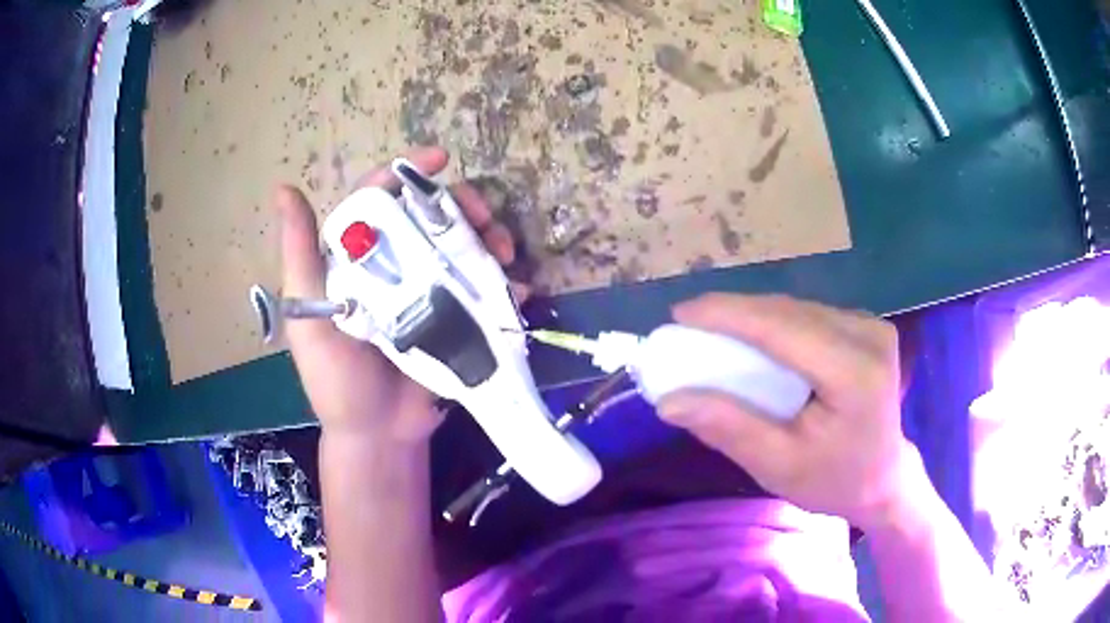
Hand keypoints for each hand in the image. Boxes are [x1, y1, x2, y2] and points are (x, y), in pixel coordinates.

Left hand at [275, 146, 518, 442]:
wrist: (379, 435)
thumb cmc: (336, 380)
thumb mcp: (307, 317)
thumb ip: (300, 256)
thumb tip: (284, 189)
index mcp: (358, 259)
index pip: (379, 200)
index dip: (407, 173)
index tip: (441, 160)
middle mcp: (396, 266)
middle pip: (432, 216)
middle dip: (464, 207)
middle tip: (485, 220)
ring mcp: (430, 292)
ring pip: (464, 246)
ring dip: (491, 240)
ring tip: (506, 256)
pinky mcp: (457, 319)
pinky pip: (486, 290)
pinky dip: (506, 284)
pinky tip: (519, 291)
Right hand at [657, 294, 921, 529]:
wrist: (883, 477)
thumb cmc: (833, 480)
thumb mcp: (778, 466)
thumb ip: (728, 428)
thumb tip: (669, 401)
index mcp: (855, 373)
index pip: (783, 329)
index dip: (728, 314)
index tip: (680, 314)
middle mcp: (868, 336)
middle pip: (789, 312)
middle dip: (734, 313)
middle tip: (688, 324)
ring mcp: (871, 326)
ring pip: (797, 308)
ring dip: (753, 316)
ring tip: (713, 330)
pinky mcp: (866, 326)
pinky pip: (809, 314)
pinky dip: (774, 322)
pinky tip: (752, 336)